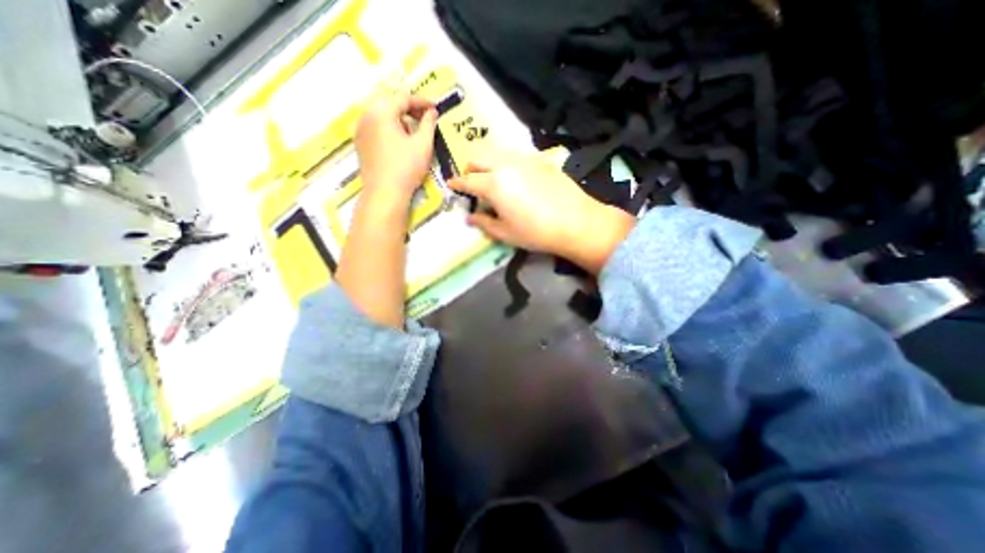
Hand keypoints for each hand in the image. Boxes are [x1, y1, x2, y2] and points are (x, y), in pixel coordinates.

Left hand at [356, 88, 435, 205]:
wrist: (385, 193)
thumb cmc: (406, 167)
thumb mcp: (423, 145)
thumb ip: (429, 124)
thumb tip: (431, 112)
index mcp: (381, 112)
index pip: (403, 98)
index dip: (421, 102)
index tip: (435, 108)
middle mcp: (366, 116)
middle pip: (390, 105)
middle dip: (409, 110)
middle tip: (425, 119)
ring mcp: (360, 131)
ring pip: (382, 117)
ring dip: (399, 120)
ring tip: (413, 133)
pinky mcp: (360, 145)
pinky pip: (376, 129)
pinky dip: (389, 130)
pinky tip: (400, 143)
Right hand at [449, 151, 635, 272]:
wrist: (575, 221)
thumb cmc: (535, 232)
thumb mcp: (505, 233)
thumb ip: (484, 223)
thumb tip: (469, 217)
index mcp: (493, 184)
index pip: (467, 180)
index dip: (457, 184)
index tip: (451, 185)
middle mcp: (505, 164)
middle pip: (478, 157)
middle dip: (470, 169)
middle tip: (473, 184)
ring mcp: (524, 158)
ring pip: (496, 152)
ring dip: (488, 163)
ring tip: (493, 179)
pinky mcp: (539, 158)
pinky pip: (515, 155)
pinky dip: (506, 162)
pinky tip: (515, 177)